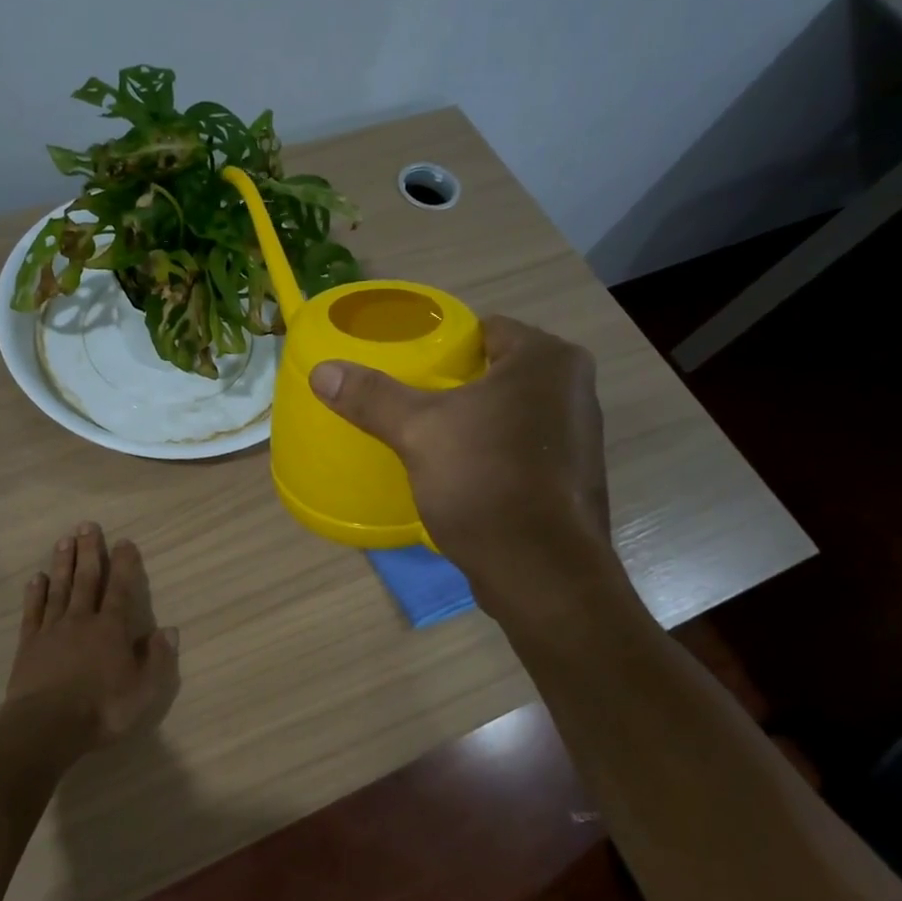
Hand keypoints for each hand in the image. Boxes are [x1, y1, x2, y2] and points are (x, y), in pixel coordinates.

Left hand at [1, 522, 180, 749]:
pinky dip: (35, 594)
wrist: (46, 727)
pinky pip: (33, 612)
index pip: (121, 589)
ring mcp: (52, 630)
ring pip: (59, 589)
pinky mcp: (29, 644)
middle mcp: (81, 621)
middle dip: (89, 551)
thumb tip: (169, 630)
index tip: (124, 541)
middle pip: (86, 579)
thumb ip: (158, 659)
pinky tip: (36, 579)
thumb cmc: (101, 710)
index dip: (124, 564)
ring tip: (64, 540)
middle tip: (87, 525)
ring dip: (63, 564)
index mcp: (111, 630)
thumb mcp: (143, 691)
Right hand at [309, 316, 613, 605]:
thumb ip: (372, 397)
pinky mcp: (571, 477)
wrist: (539, 570)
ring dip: (476, 420)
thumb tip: (322, 371)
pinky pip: (522, 447)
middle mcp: (574, 388)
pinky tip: (461, 471)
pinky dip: (493, 451)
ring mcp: (580, 436)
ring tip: (430, 435)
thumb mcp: (418, 432)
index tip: (408, 367)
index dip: (445, 345)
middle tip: (410, 401)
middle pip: (498, 371)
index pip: (487, 329)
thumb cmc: (484, 481)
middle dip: (456, 384)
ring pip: (511, 412)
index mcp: (547, 359)